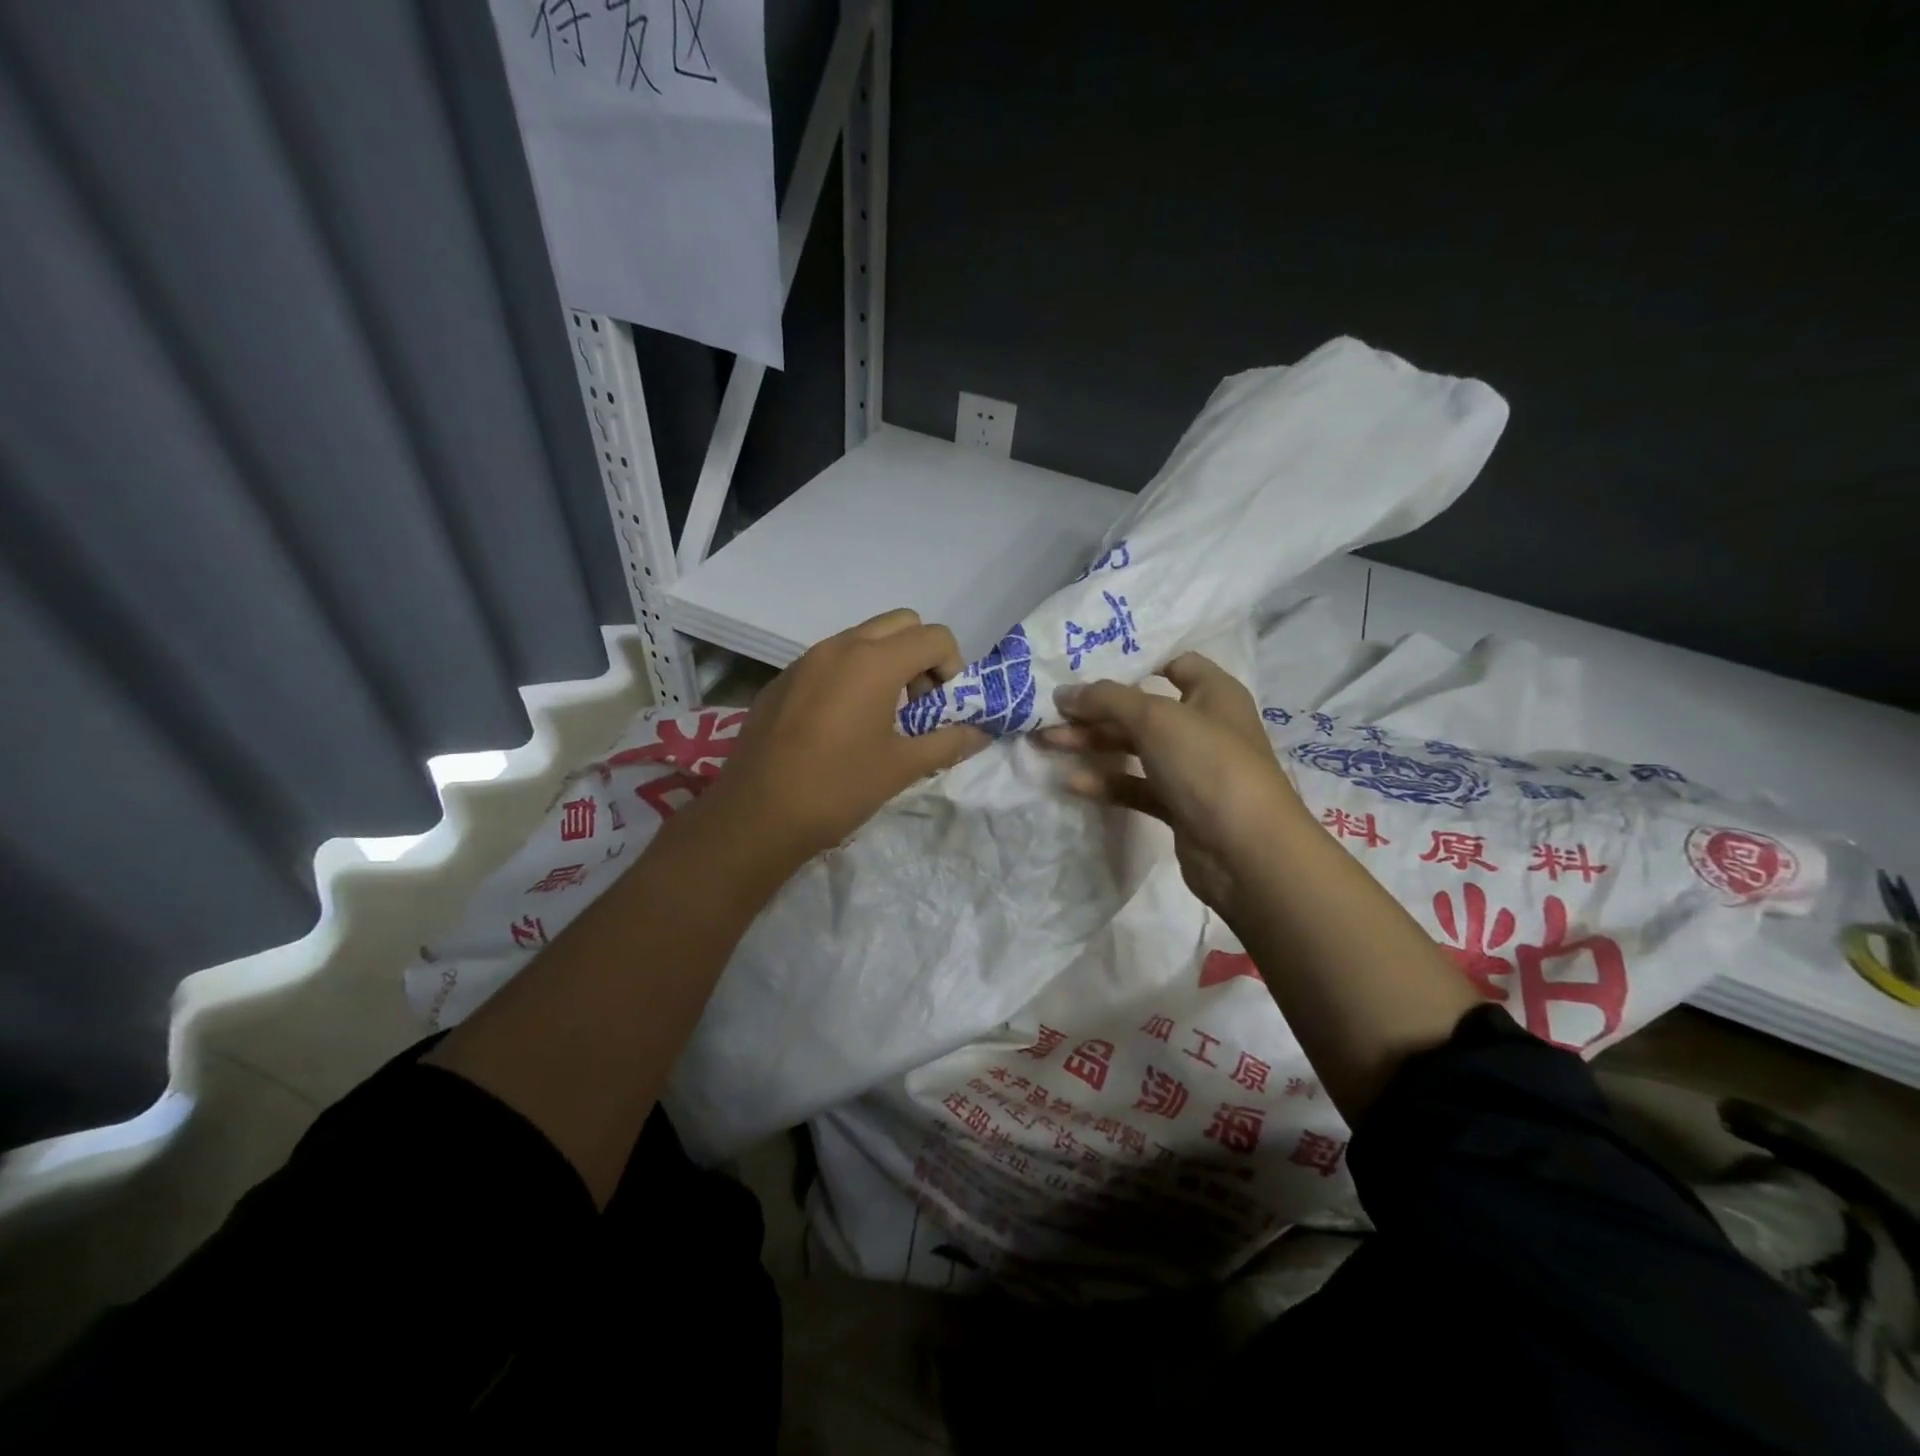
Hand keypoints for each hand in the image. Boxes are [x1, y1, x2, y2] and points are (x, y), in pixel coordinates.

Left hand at [697, 609, 988, 867]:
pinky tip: (839, 727)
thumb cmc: (837, 788)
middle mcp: (839, 646)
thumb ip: (948, 742)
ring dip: (885, 664)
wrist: (756, 816)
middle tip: (917, 705)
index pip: (934, 636)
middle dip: (920, 656)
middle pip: (900, 624)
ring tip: (880, 718)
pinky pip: (829, 660)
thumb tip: (981, 734)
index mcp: (874, 661)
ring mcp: (805, 660)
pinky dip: (850, 676)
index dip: (952, 667)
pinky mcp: (782, 680)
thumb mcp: (902, 768)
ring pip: (862, 639)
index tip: (943, 708)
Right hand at [1038, 653, 1307, 924]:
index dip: (1134, 662)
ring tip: (1046, 742)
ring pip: (1134, 748)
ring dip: (1092, 743)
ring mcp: (1191, 769)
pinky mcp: (1179, 806)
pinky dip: (1106, 781)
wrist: (1247, 852)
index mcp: (1213, 693)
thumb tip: (1064, 693)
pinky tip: (1071, 781)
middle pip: (1142, 709)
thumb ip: (1107, 700)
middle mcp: (1204, 726)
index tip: (1087, 666)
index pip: (1174, 663)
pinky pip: (1135, 786)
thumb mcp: (1155, 718)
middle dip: (1095, 709)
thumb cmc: (1208, 764)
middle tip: (1049, 711)